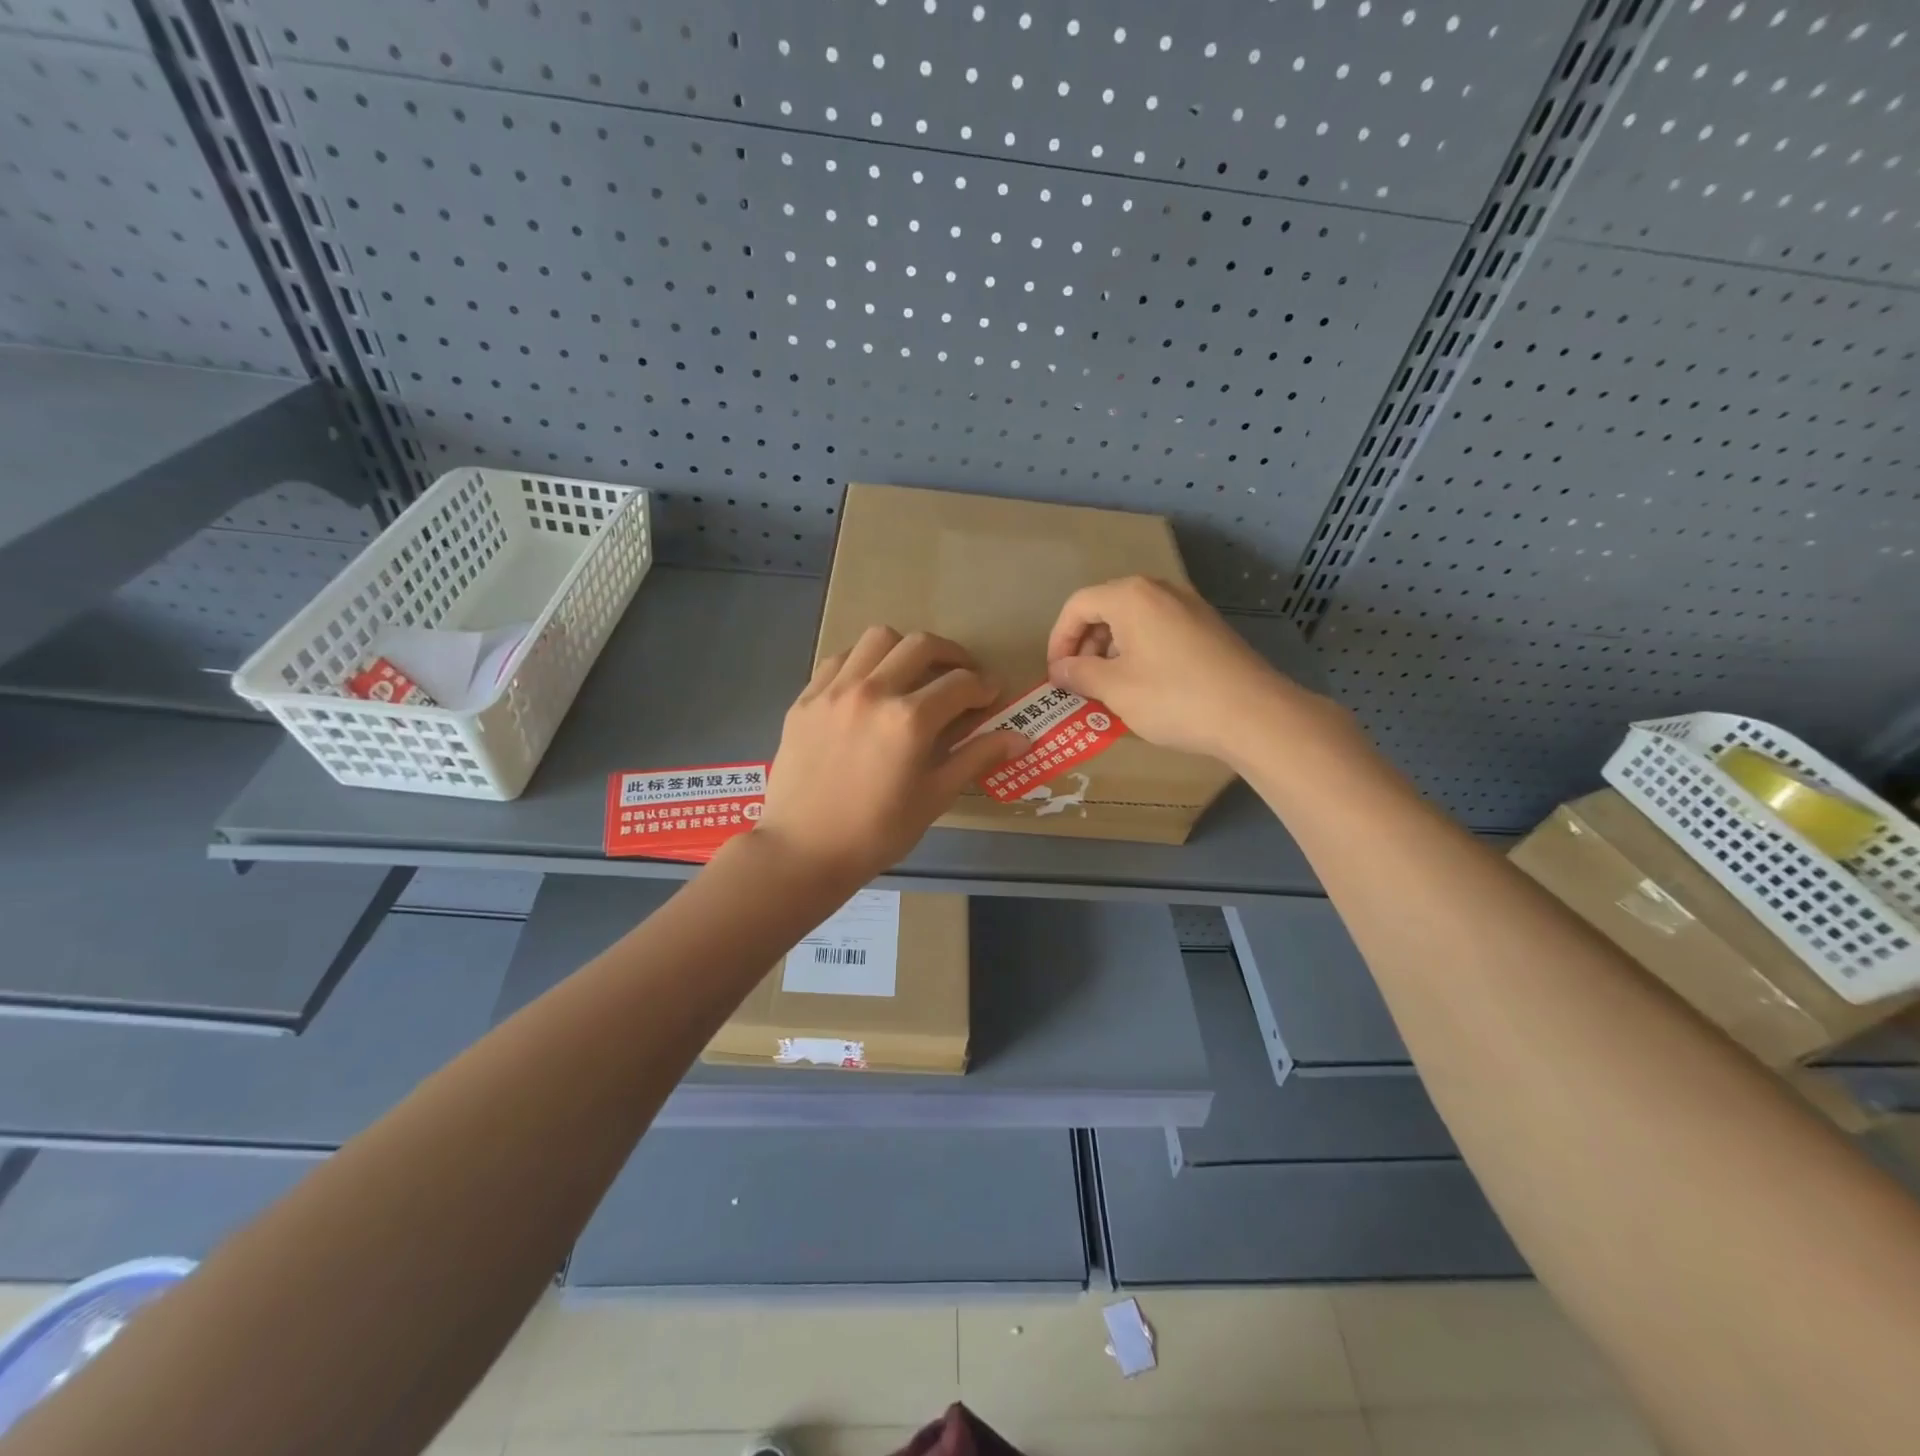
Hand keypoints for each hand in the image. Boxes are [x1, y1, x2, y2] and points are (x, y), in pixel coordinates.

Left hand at [757, 627, 1027, 883]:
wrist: (803, 851)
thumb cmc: (877, 832)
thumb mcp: (934, 797)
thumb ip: (976, 758)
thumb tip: (1021, 738)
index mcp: (909, 720)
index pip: (961, 683)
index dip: (984, 686)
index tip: (991, 695)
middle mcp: (873, 691)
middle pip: (921, 646)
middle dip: (952, 655)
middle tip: (961, 676)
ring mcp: (834, 691)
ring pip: (877, 638)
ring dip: (904, 649)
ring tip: (912, 673)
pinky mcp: (805, 699)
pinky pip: (839, 659)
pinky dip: (862, 662)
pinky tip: (869, 686)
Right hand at [1046, 576, 1333, 765]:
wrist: (1254, 715)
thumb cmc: (1173, 697)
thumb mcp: (1115, 688)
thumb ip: (1080, 674)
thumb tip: (1059, 670)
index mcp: (1131, 596)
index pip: (1077, 605)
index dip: (1058, 640)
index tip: (1056, 676)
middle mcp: (1159, 590)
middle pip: (1105, 609)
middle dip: (1085, 646)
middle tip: (1080, 683)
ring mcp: (1188, 606)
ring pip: (1133, 621)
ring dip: (1111, 651)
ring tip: (1110, 689)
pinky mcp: (1207, 627)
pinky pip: (1159, 630)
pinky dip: (1139, 652)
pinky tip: (1145, 687)